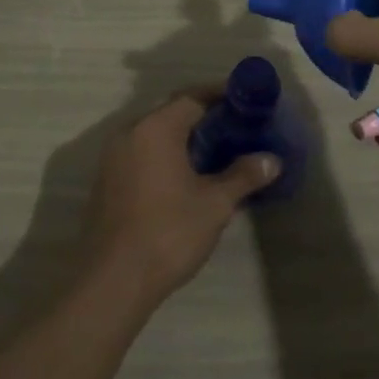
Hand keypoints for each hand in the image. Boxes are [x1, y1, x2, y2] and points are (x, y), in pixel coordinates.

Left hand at [81, 87, 279, 310]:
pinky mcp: (106, 182)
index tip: (245, 102)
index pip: (192, 97)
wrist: (113, 282)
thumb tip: (272, 160)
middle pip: (171, 113)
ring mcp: (112, 158)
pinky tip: (184, 177)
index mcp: (155, 128)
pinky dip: (163, 156)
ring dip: (182, 138)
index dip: (220, 97)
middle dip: (203, 117)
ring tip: (215, 153)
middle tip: (235, 128)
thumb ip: (243, 175)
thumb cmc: (168, 232)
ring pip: (154, 135)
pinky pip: (140, 155)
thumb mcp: (215, 204)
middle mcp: (129, 133)